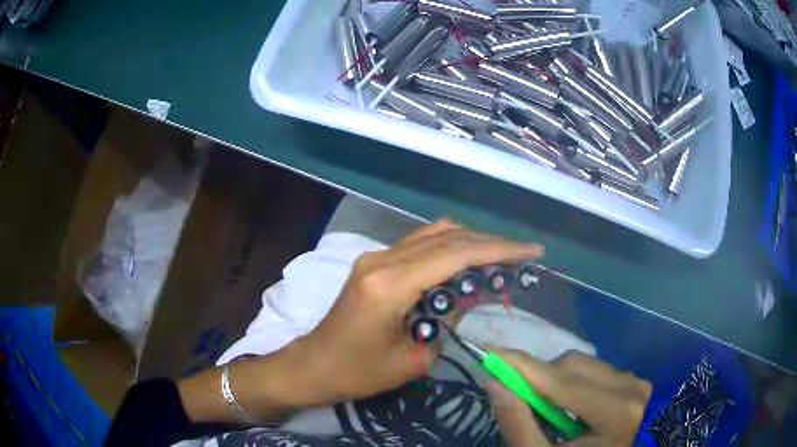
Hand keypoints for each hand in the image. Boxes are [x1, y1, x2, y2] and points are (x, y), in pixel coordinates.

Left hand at [301, 220, 543, 403]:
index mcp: (390, 285)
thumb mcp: (414, 357)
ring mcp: (375, 256)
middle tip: (523, 254)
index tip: (532, 251)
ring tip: (502, 257)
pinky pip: (419, 244)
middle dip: (491, 243)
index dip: (499, 250)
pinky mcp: (374, 262)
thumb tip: (474, 290)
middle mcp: (382, 259)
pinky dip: (449, 248)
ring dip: (471, 241)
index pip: (456, 255)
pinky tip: (469, 261)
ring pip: (433, 234)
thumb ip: (448, 318)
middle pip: (447, 237)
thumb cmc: (359, 373)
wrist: (315, 365)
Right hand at [487, 348, 650, 446]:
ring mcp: (635, 382)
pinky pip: (594, 368)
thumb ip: (519, 425)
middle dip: (539, 377)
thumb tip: (495, 385)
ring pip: (583, 363)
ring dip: (555, 379)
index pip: (563, 383)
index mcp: (616, 415)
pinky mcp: (633, 380)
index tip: (490, 352)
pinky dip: (572, 380)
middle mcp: (631, 389)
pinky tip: (568, 405)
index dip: (524, 366)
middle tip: (516, 394)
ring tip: (547, 407)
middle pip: (573, 366)